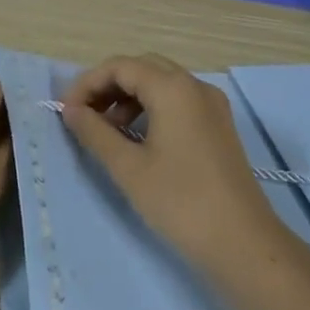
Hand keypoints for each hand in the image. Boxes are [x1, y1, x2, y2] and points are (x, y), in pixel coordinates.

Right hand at [60, 54, 290, 277]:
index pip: (120, 66)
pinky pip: (179, 100)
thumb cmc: (180, 202)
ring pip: (162, 83)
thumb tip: (72, 110)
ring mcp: (212, 104)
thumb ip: (95, 132)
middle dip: (109, 86)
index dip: (88, 84)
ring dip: (130, 97)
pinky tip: (138, 138)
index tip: (66, 112)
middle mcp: (195, 85)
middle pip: (142, 68)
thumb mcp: (128, 168)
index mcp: (173, 88)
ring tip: (108, 131)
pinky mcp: (219, 125)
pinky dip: (152, 108)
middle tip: (84, 116)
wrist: (243, 243)